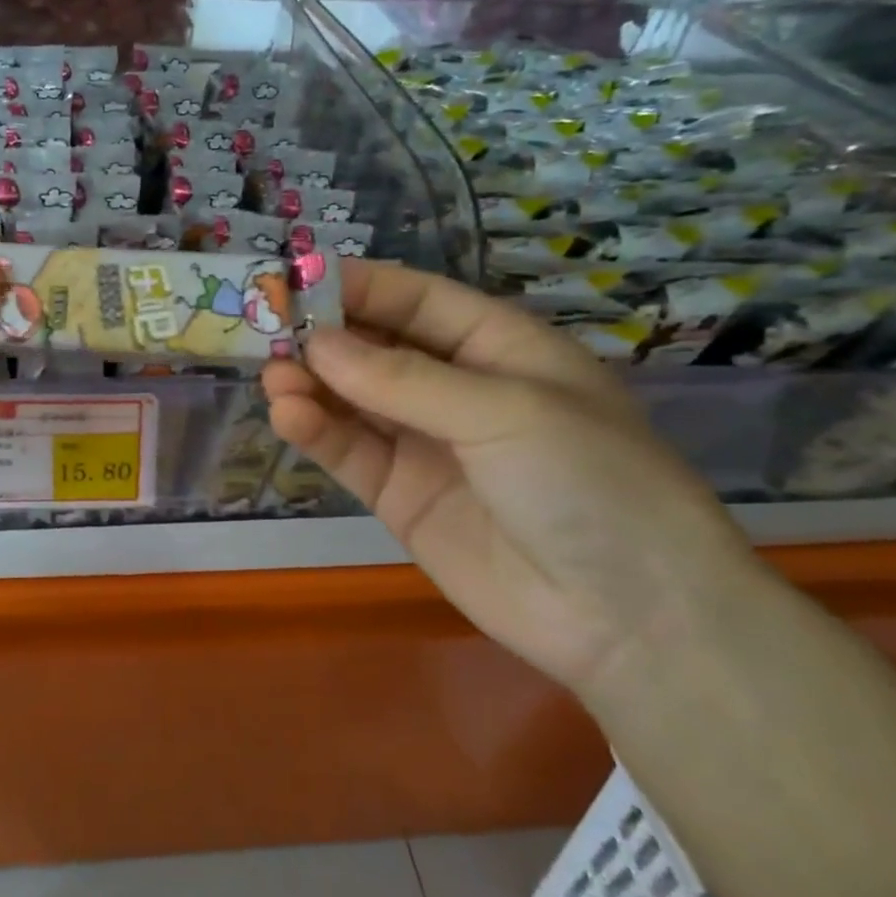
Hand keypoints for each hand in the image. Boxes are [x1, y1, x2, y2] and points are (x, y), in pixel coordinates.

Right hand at [263, 260, 761, 698]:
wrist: (629, 619)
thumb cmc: (588, 483)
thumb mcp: (503, 412)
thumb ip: (402, 379)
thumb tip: (316, 343)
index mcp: (499, 348)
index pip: (418, 300)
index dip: (360, 286)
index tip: (297, 277)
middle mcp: (456, 389)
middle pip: (376, 348)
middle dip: (324, 336)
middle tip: (265, 328)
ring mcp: (425, 444)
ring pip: (353, 400)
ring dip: (311, 384)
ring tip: (273, 376)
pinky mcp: (399, 495)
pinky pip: (351, 452)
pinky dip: (317, 432)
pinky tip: (288, 416)